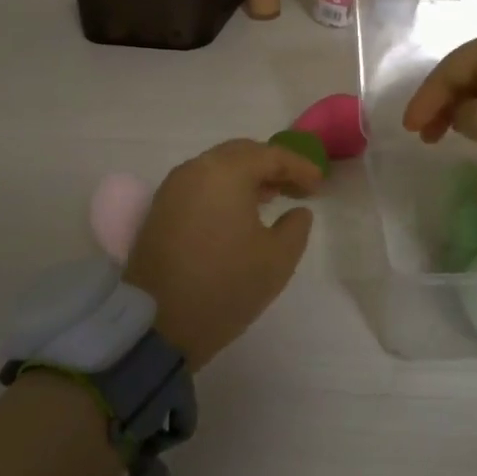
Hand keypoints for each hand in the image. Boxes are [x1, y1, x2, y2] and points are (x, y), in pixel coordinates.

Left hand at [124, 139, 321, 367]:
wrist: (157, 323)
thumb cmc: (225, 285)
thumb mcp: (277, 259)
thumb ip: (296, 227)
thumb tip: (297, 211)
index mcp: (226, 172)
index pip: (271, 155)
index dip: (299, 166)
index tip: (319, 185)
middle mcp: (196, 169)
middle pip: (241, 153)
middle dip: (272, 166)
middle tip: (297, 187)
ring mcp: (173, 187)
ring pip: (218, 167)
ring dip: (247, 176)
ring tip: (272, 197)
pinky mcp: (160, 208)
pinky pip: (201, 184)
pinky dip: (224, 188)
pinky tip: (240, 211)